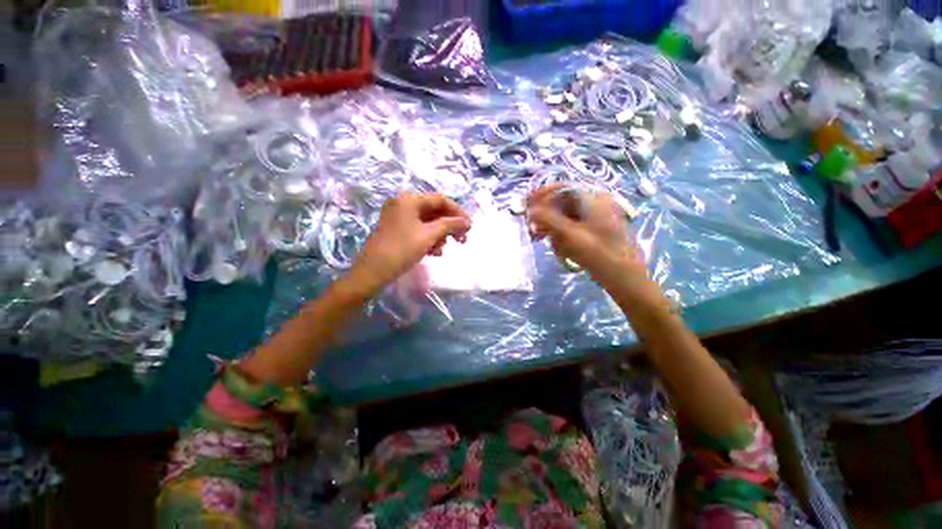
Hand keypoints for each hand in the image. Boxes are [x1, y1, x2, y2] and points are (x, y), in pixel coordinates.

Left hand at [348, 193, 470, 295]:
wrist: (372, 272)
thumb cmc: (401, 250)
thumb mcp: (429, 235)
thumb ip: (450, 225)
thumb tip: (468, 221)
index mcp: (409, 199)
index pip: (441, 200)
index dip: (458, 212)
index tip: (470, 226)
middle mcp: (404, 204)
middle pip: (435, 211)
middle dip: (449, 226)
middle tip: (462, 240)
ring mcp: (399, 217)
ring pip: (428, 222)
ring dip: (440, 235)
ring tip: (442, 250)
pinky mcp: (397, 229)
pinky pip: (419, 230)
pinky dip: (429, 239)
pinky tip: (433, 252)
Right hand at [528, 184, 643, 283]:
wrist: (624, 276)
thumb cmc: (599, 253)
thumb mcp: (571, 235)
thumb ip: (549, 220)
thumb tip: (531, 210)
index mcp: (593, 198)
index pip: (562, 188)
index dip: (543, 194)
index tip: (527, 205)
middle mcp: (594, 203)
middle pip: (562, 203)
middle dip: (545, 216)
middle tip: (532, 229)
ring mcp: (594, 217)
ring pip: (565, 216)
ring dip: (551, 227)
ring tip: (542, 240)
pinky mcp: (593, 229)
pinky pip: (571, 227)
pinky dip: (561, 234)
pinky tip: (557, 247)